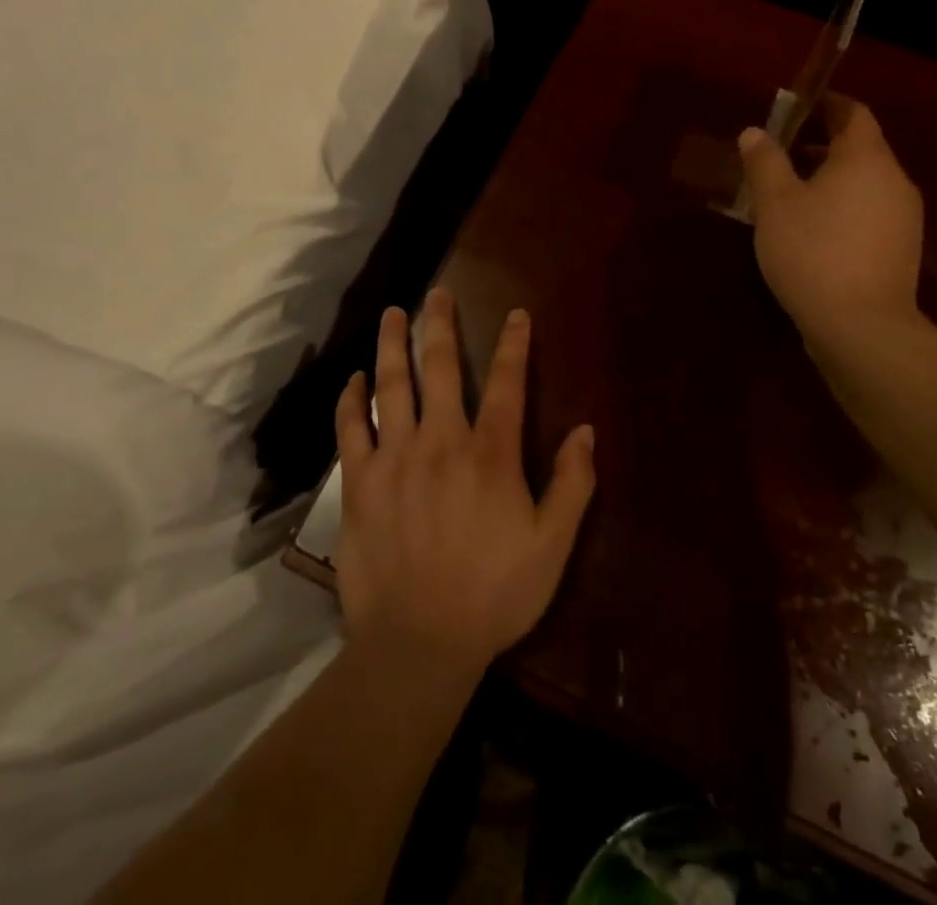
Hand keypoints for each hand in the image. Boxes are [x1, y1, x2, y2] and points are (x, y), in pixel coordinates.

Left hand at [333, 288, 596, 674]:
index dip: (514, 345)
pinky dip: (351, 399)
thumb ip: (572, 485)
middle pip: (441, 368)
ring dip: (393, 345)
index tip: (516, 314)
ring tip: (394, 313)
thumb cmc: (493, 594)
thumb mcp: (552, 546)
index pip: (508, 384)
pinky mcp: (359, 482)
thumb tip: (585, 431)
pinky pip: (351, 428)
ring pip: (392, 385)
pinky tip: (354, 378)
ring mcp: (395, 458)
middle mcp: (441, 441)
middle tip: (437, 293)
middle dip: (441, 325)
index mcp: (490, 454)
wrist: (418, 644)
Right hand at [738, 94, 924, 336]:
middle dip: (820, 146)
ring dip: (830, 180)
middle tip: (779, 156)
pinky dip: (843, 208)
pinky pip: (869, 212)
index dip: (825, 105)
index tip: (795, 108)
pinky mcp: (902, 250)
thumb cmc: (813, 251)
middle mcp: (894, 180)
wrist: (862, 327)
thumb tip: (755, 133)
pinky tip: (812, 233)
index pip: (853, 113)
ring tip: (789, 197)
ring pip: (865, 183)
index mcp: (867, 158)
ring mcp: (904, 217)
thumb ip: (765, 162)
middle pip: (860, 148)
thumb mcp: (775, 203)